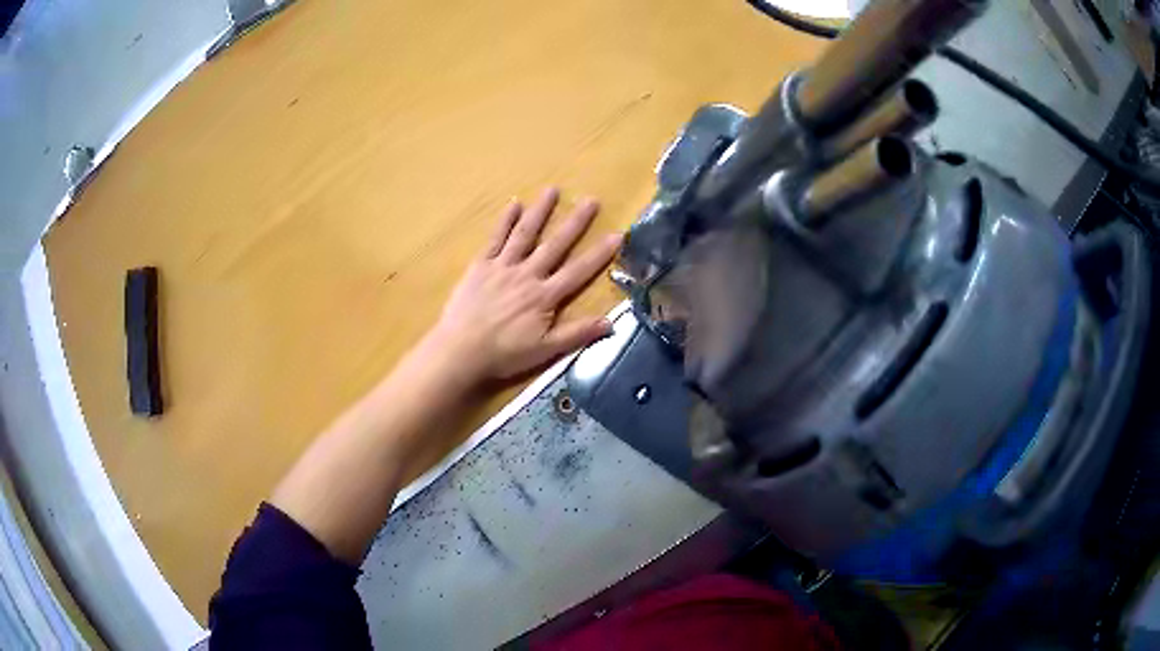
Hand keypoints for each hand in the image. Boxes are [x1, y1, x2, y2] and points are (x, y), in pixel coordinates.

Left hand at [426, 187, 621, 381]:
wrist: (460, 350)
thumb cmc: (504, 354)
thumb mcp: (545, 350)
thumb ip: (577, 334)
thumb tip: (612, 322)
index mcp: (545, 296)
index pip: (578, 271)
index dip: (599, 253)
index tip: (617, 234)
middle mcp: (527, 274)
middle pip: (555, 244)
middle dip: (575, 222)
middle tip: (591, 199)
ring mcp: (502, 266)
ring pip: (525, 234)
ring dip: (540, 211)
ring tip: (552, 190)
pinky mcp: (480, 265)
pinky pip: (495, 239)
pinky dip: (505, 221)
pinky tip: (514, 204)